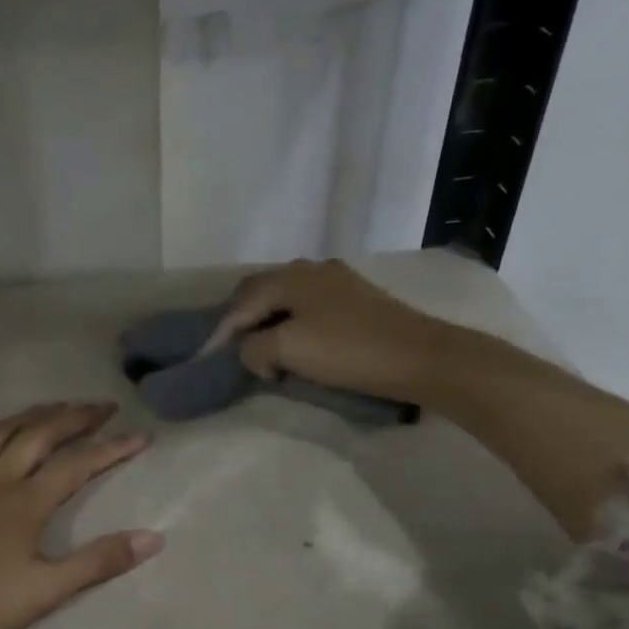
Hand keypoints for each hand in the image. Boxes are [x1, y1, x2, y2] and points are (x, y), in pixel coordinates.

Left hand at [0, 401, 161, 628]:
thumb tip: (154, 536)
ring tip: (53, 407)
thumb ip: (97, 562)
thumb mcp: (44, 592)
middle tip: (101, 406)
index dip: (112, 448)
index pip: (78, 465)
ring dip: (30, 415)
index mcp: (26, 503)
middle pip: (40, 435)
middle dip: (75, 418)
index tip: (140, 435)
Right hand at [205, 259, 454, 404]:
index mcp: (290, 277)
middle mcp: (310, 270)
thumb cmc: (348, 351)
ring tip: (263, 350)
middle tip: (231, 350)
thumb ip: (255, 348)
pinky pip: (310, 307)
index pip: (241, 302)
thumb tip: (252, 352)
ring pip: (287, 299)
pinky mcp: (357, 299)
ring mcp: (337, 282)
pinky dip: (294, 324)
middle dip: (243, 320)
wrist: (420, 356)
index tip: (207, 358)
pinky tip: (298, 343)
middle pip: (261, 292)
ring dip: (269, 322)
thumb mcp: (288, 350)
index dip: (221, 332)